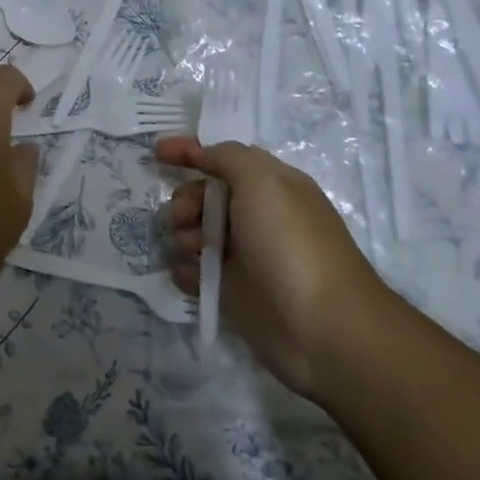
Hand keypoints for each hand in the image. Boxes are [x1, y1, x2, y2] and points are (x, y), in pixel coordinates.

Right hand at [155, 137, 389, 397]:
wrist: (321, 329)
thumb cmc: (291, 244)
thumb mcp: (263, 182)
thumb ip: (227, 157)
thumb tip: (202, 153)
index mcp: (270, 186)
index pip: (223, 158)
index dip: (190, 151)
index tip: (157, 152)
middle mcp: (256, 217)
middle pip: (202, 196)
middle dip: (185, 200)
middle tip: (184, 217)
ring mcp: (242, 256)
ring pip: (192, 234)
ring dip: (183, 237)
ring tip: (195, 252)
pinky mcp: (230, 291)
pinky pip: (192, 272)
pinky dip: (185, 271)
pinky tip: (193, 277)